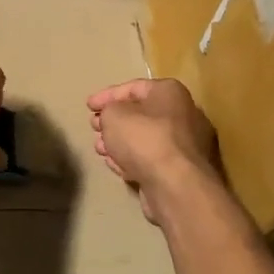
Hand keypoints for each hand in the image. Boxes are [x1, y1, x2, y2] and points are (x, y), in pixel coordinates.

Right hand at [87, 79, 219, 222]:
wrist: (175, 185)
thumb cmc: (144, 139)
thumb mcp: (113, 115)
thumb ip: (107, 110)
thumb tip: (111, 117)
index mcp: (170, 92)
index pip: (133, 87)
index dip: (107, 96)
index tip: (88, 106)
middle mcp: (183, 114)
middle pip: (140, 114)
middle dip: (113, 121)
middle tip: (94, 127)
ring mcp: (185, 145)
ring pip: (145, 139)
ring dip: (119, 142)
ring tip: (99, 149)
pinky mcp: (181, 170)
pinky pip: (152, 159)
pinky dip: (132, 159)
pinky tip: (116, 165)